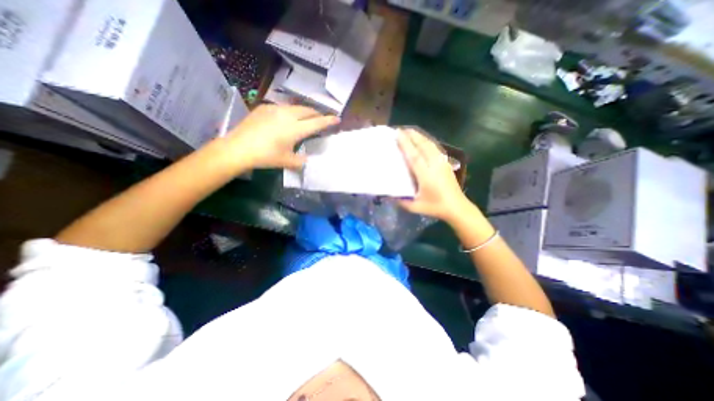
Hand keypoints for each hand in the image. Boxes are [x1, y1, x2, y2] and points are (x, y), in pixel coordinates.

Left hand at [220, 103, 338, 170]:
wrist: (238, 148)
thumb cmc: (266, 156)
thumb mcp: (287, 162)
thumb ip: (301, 161)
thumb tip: (306, 159)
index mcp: (295, 129)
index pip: (317, 123)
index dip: (328, 121)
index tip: (337, 118)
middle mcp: (287, 115)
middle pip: (308, 110)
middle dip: (317, 114)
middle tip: (321, 119)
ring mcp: (275, 109)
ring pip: (296, 107)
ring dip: (305, 111)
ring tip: (306, 118)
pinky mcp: (265, 107)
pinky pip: (283, 107)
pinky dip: (290, 111)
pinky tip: (286, 119)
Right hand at [399, 128, 471, 219]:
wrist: (457, 207)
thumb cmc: (436, 207)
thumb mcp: (416, 207)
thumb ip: (401, 201)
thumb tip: (389, 195)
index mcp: (426, 176)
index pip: (415, 156)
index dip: (406, 144)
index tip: (398, 134)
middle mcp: (434, 166)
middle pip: (423, 146)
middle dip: (412, 136)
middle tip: (401, 129)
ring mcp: (442, 163)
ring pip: (430, 145)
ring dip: (420, 136)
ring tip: (410, 131)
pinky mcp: (446, 163)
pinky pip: (435, 148)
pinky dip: (427, 141)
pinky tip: (423, 140)